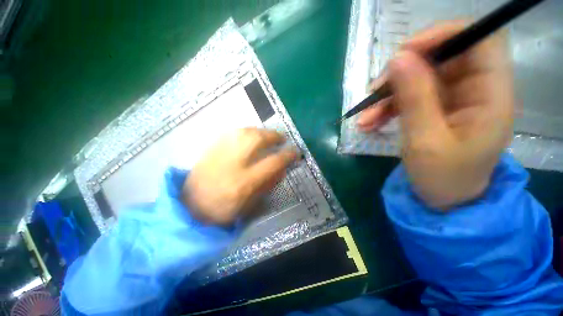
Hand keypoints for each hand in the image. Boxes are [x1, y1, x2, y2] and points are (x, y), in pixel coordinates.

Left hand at [182, 128, 297, 225]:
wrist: (189, 206)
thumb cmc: (222, 211)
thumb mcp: (249, 205)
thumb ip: (267, 185)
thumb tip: (282, 169)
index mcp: (244, 182)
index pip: (272, 163)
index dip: (287, 155)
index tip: (295, 152)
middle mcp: (232, 163)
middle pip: (257, 139)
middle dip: (274, 135)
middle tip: (282, 138)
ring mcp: (219, 152)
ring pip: (245, 131)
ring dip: (261, 131)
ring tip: (268, 135)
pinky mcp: (211, 147)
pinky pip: (233, 132)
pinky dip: (247, 130)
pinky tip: (251, 134)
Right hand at [358, 22, 513, 208]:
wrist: (443, 200)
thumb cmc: (442, 178)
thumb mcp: (425, 140)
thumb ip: (414, 98)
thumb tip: (398, 58)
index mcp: (490, 96)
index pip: (478, 41)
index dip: (442, 36)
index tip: (403, 53)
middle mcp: (475, 90)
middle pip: (440, 59)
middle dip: (401, 74)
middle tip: (373, 92)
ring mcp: (453, 100)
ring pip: (417, 81)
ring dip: (387, 96)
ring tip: (364, 119)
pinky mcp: (435, 110)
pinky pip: (408, 98)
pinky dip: (386, 108)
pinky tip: (369, 123)